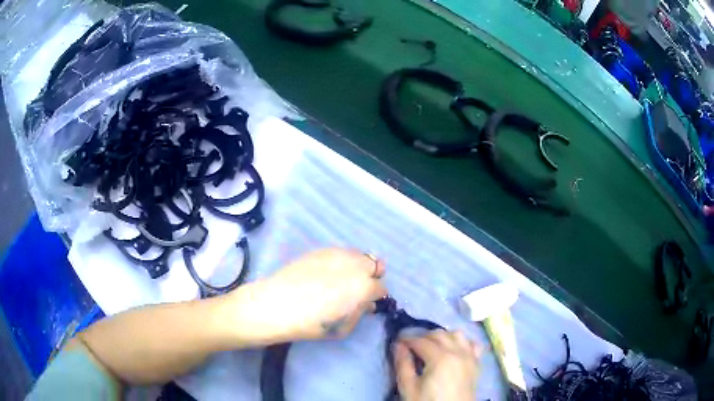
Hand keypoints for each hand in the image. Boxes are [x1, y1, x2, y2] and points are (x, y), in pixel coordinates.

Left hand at [233, 248, 386, 342]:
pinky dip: (341, 262)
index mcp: (365, 287)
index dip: (374, 298)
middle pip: (375, 265)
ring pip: (359, 255)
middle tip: (356, 290)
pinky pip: (340, 253)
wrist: (277, 305)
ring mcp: (338, 254)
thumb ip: (360, 313)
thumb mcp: (343, 328)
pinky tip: (326, 274)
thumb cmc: (312, 323)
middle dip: (370, 277)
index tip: (366, 303)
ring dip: (357, 267)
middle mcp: (356, 265)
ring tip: (342, 280)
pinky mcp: (321, 250)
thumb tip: (366, 304)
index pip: (381, 288)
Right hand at [395, 330, 481, 400]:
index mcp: (440, 358)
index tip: (397, 342)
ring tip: (432, 347)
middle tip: (411, 346)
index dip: (407, 340)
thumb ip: (403, 365)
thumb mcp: (409, 388)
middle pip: (439, 334)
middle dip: (423, 336)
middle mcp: (458, 352)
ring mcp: (470, 356)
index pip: (421, 341)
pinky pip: (473, 344)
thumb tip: (398, 345)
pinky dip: (463, 342)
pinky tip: (454, 349)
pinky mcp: (477, 363)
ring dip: (443, 336)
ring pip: (457, 334)